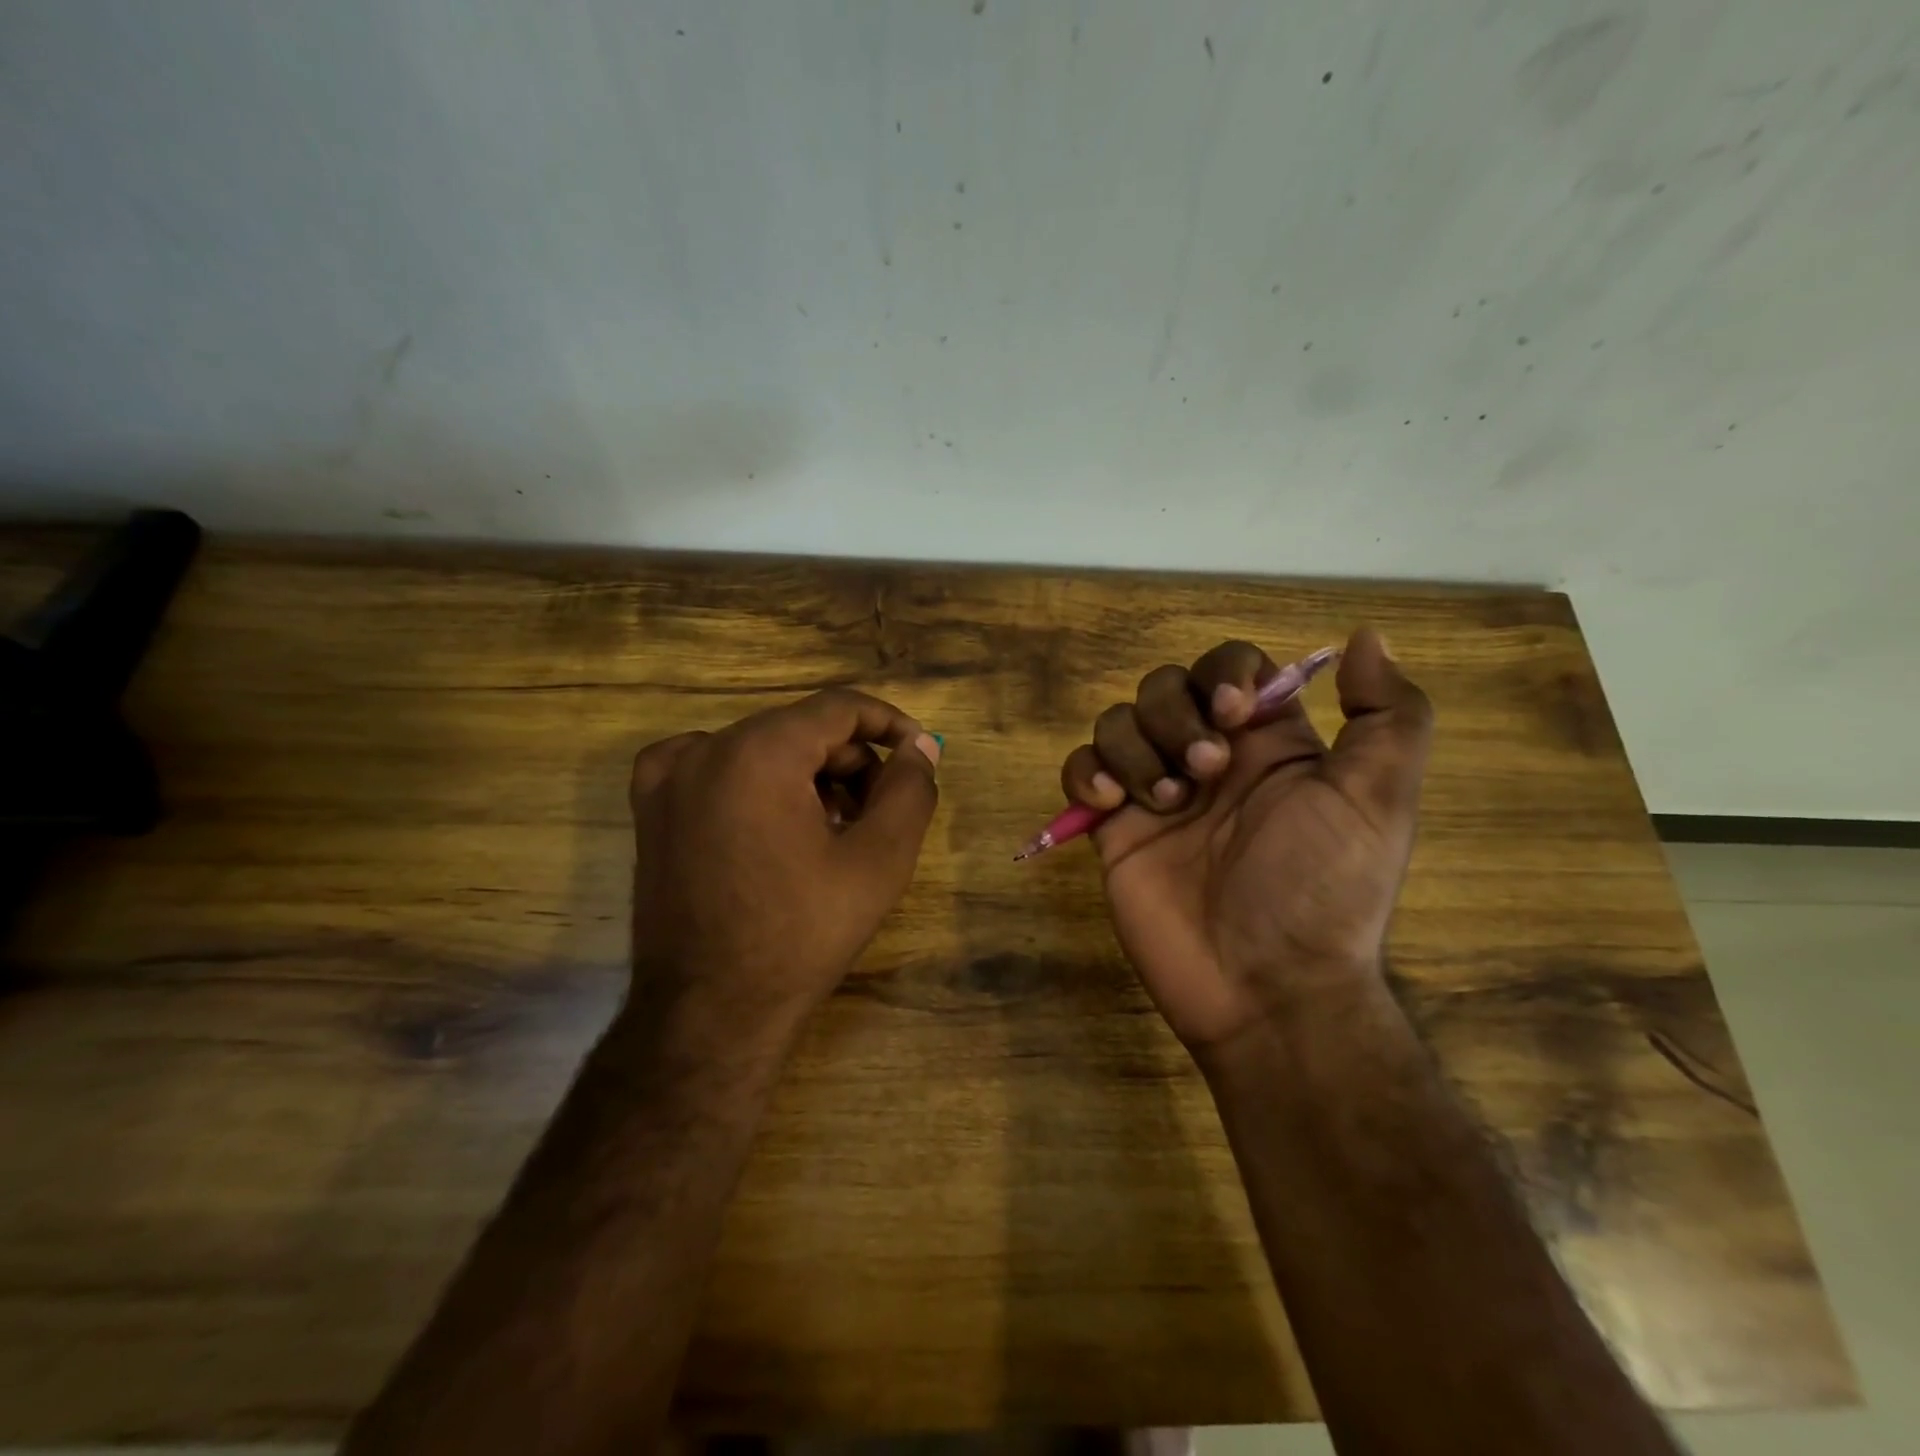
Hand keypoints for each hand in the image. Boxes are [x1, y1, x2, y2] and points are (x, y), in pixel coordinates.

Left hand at [627, 689, 940, 1042]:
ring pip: (762, 750)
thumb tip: (922, 747)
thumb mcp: (879, 861)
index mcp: (759, 752)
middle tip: (879, 814)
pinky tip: (772, 826)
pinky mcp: (650, 809)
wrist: (710, 1012)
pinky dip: (755, 784)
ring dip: (808, 778)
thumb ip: (910, 789)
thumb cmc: (802, 934)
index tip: (920, 755)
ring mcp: (668, 778)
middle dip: (851, 762)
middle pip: (801, 730)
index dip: (890, 724)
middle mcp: (705, 749)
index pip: (839, 708)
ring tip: (834, 833)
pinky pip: (715, 769)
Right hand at [1059, 628, 1431, 1055]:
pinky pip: (1081, 770)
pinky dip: (1087, 773)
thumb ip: (1388, 716)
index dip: (1223, 674)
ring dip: (1136, 749)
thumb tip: (1365, 636)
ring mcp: (1156, 792)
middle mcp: (1209, 758)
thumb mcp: (1377, 801)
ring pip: (1118, 722)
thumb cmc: (1322, 890)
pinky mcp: (1113, 828)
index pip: (1230, 667)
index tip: (1233, 713)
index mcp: (1268, 743)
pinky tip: (1112, 806)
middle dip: (1175, 716)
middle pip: (1165, 686)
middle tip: (1205, 773)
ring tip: (1166, 804)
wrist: (1266, 988)